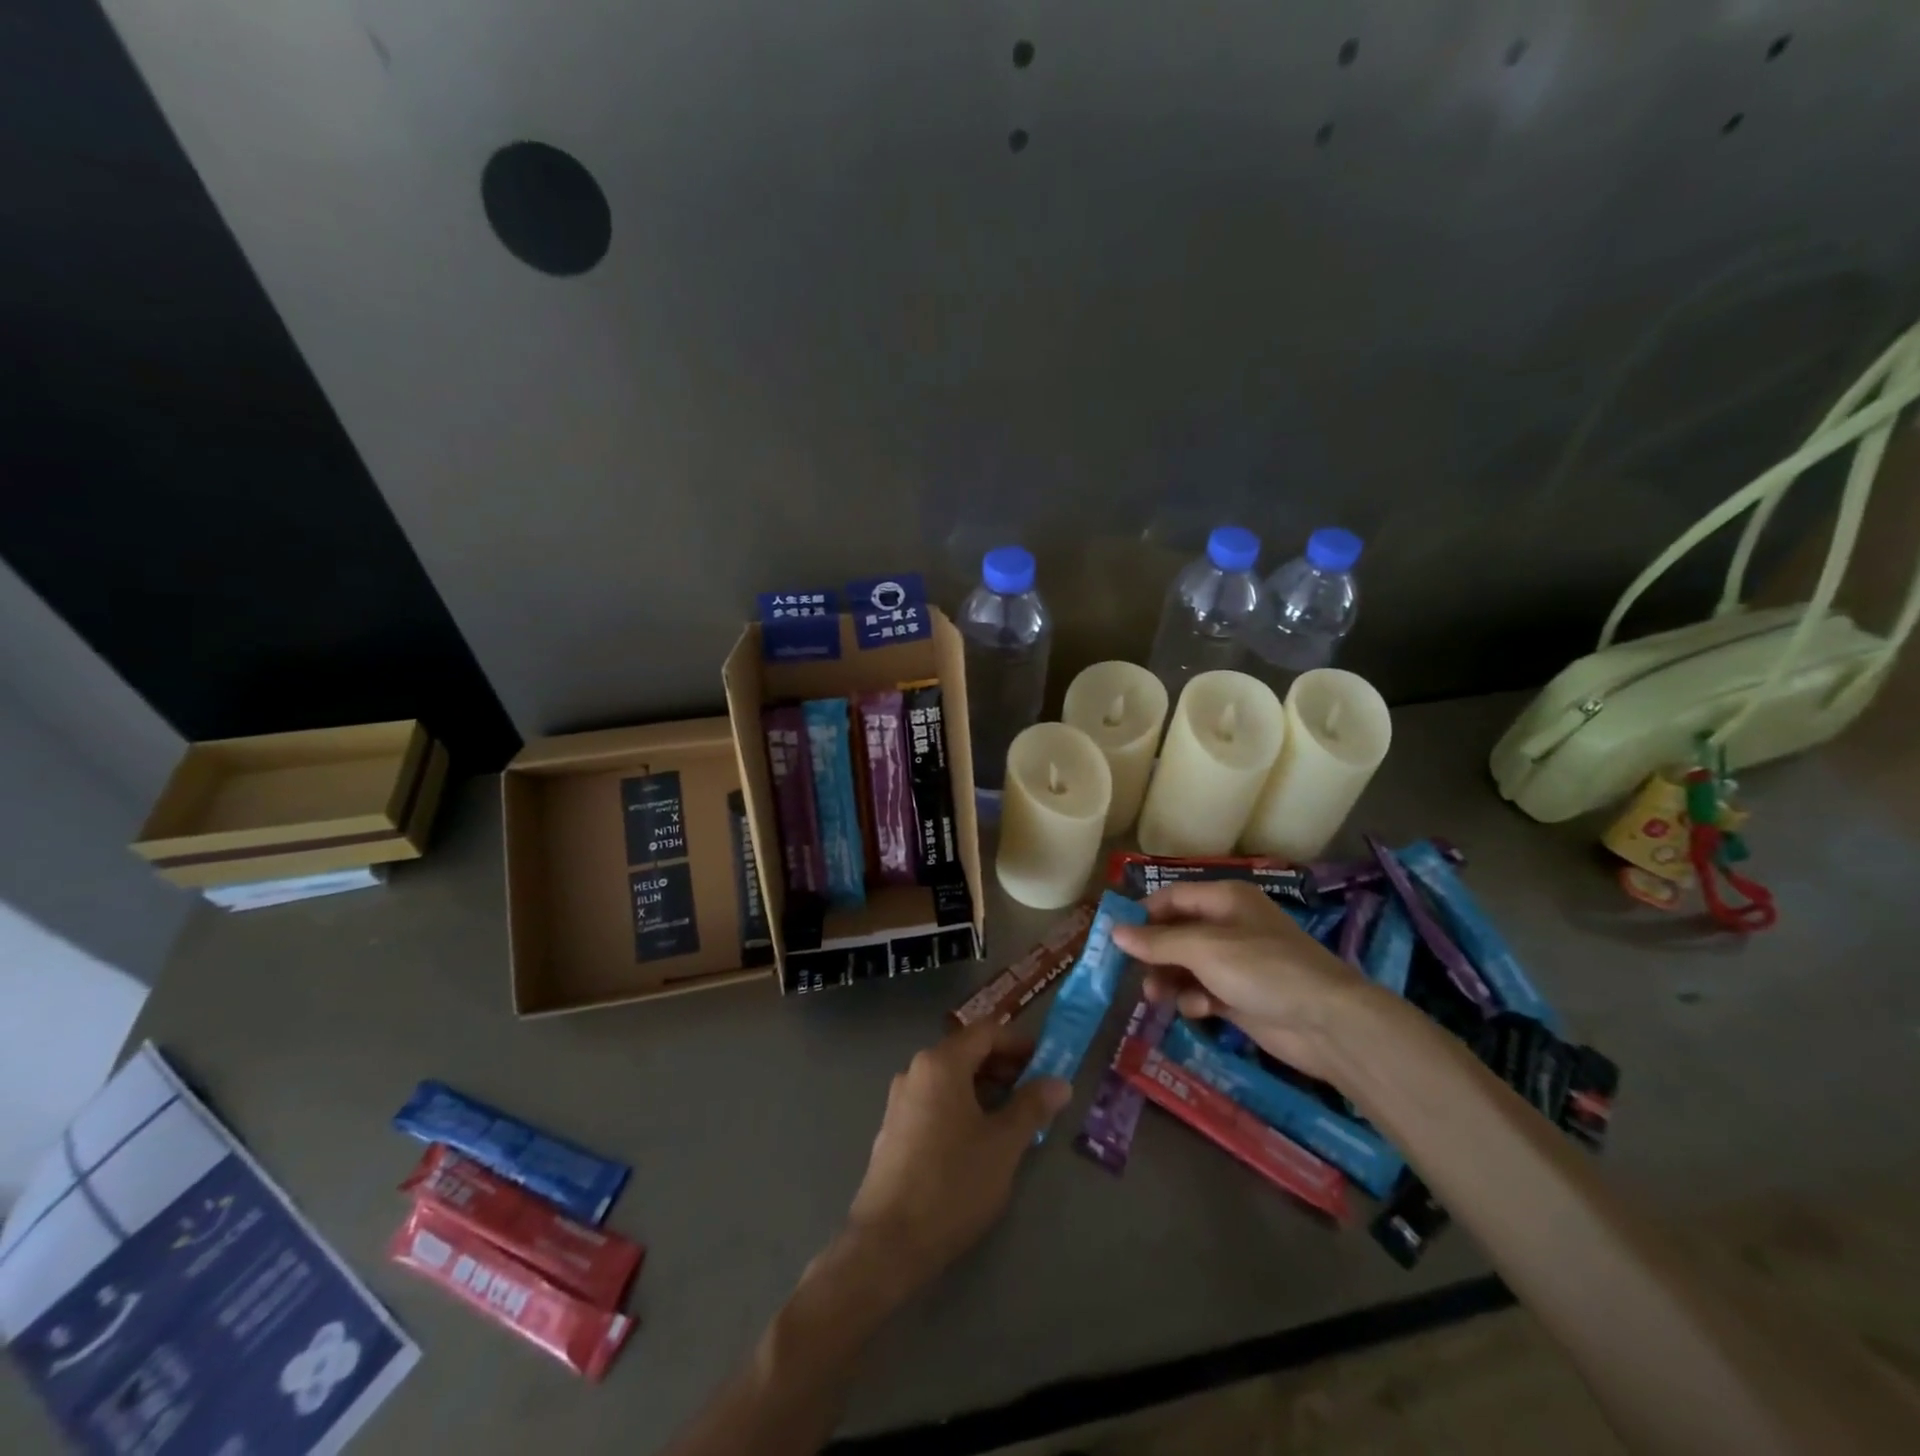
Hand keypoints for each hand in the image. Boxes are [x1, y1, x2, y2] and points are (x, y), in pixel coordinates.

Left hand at [844, 1022, 1069, 1292]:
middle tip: (1035, 1089)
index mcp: (941, 1063)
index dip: (1019, 1043)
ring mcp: (901, 1099)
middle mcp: (916, 1070)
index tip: (1047, 1061)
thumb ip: (1032, 1106)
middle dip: (1003, 1065)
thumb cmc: (953, 1183)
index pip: (986, 1033)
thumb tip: (1060, 1082)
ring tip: (1013, 1115)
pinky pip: (935, 1100)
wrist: (889, 1241)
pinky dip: (962, 1104)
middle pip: (966, 1052)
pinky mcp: (894, 1128)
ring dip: (984, 1087)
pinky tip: (979, 1137)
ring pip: (950, 1078)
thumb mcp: (1004, 1145)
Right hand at [1111, 879, 1374, 1081]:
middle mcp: (1229, 925)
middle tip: (1132, 974)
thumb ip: (1157, 941)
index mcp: (1225, 899)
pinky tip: (1199, 1010)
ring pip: (1187, 965)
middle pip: (1177, 933)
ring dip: (1169, 979)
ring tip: (1156, 997)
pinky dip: (1195, 999)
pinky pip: (1204, 991)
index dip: (1143, 914)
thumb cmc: (1263, 970)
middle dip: (1154, 953)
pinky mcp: (1242, 996)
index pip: (1172, 897)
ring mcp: (1237, 963)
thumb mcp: (1204, 949)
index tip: (1114, 936)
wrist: (1327, 1022)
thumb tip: (1114, 932)